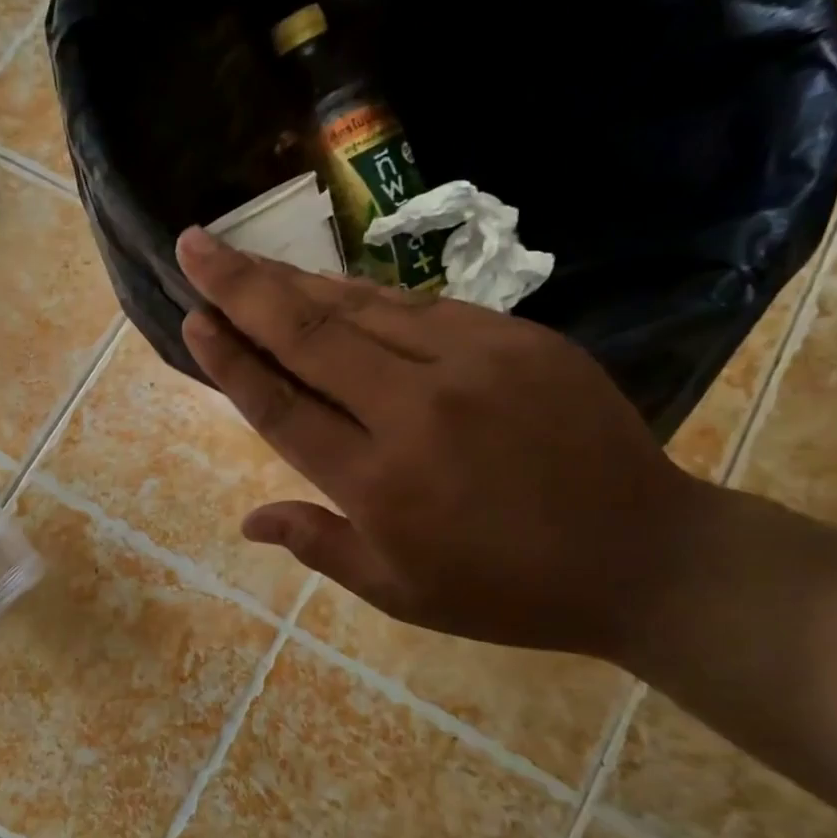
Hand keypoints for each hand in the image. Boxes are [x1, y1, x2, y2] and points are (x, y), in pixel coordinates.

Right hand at [175, 228, 711, 656]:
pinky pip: (421, 308)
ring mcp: (471, 364)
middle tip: (194, 245)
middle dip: (241, 286)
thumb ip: (318, 546)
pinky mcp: (517, 340)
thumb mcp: (399, 592)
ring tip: (246, 257)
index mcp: (378, 483)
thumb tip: (248, 521)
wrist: (643, 555)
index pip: (282, 405)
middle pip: (309, 335)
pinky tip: (332, 286)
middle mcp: (414, 411)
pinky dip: (365, 295)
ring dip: (296, 279)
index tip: (192, 318)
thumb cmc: (505, 589)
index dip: (230, 360)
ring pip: (361, 307)